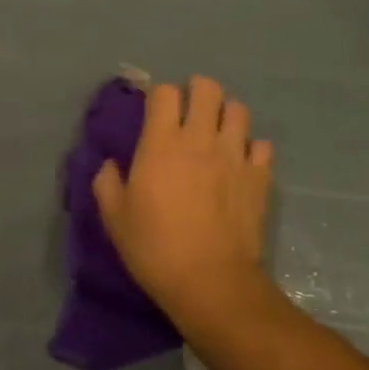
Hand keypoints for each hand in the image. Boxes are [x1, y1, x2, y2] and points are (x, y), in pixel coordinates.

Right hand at [92, 75, 277, 334]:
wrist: (210, 281)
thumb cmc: (155, 248)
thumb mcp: (115, 218)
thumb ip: (107, 183)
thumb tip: (109, 165)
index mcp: (161, 143)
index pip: (164, 92)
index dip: (158, 96)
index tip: (153, 112)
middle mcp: (200, 139)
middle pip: (207, 88)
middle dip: (196, 91)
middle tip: (188, 112)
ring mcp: (234, 155)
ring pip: (238, 110)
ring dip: (225, 115)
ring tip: (216, 133)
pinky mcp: (259, 177)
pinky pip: (261, 146)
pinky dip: (251, 148)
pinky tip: (240, 163)